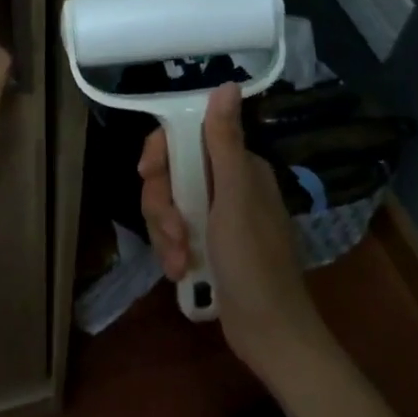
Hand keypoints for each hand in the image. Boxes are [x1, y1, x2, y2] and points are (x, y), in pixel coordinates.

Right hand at [139, 84, 325, 374]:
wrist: (268, 332)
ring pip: (168, 205)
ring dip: (166, 233)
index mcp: (238, 167)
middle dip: (163, 204)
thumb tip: (226, 84)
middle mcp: (226, 185)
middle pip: (171, 174)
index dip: (162, 154)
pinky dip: (172, 251)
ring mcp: (215, 216)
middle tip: (173, 230)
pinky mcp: (206, 244)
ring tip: (180, 260)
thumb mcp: (235, 197)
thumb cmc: (254, 260)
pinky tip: (181, 271)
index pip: (186, 138)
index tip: (149, 173)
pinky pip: (173, 233)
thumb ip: (223, 141)